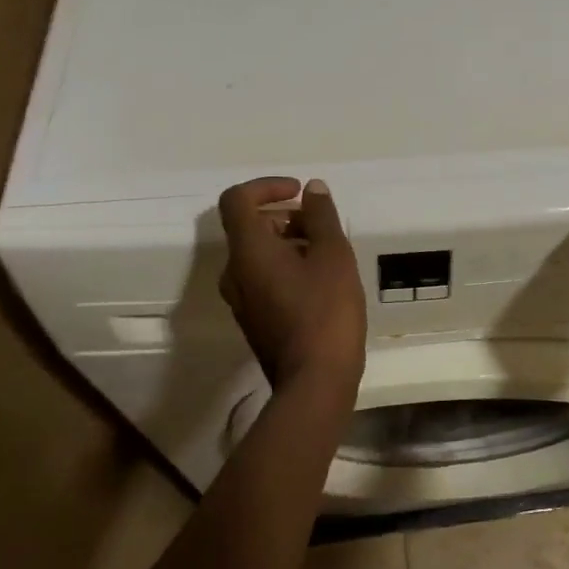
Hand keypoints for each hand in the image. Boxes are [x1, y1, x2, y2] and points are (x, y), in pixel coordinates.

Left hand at [218, 178, 366, 397]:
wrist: (314, 382)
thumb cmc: (326, 311)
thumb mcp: (334, 255)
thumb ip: (321, 216)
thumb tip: (312, 189)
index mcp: (248, 251)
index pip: (237, 199)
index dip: (266, 186)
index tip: (298, 193)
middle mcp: (234, 272)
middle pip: (250, 226)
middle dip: (286, 216)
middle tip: (323, 228)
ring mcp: (240, 299)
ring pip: (258, 253)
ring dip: (289, 241)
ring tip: (328, 255)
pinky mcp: (253, 318)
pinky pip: (262, 277)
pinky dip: (286, 265)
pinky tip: (320, 281)